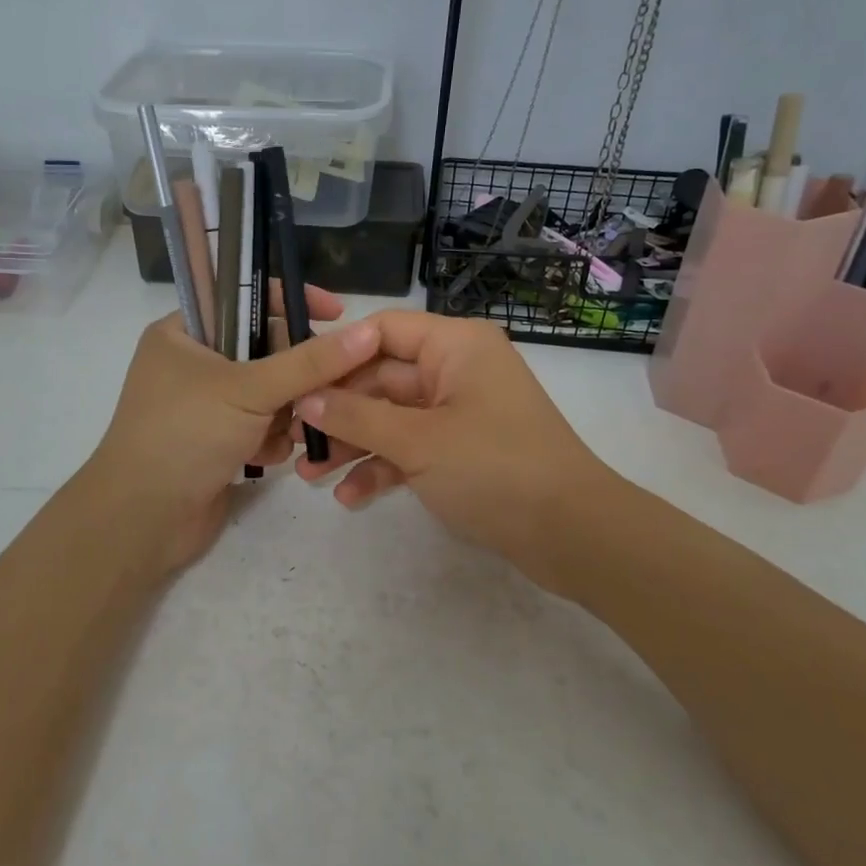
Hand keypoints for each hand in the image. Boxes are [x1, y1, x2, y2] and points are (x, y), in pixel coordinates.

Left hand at [82, 286, 378, 575]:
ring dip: (285, 414)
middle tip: (320, 392)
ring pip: (268, 393)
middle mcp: (193, 363)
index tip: (337, 314)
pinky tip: (266, 458)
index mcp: (183, 332)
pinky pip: (260, 426)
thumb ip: (310, 361)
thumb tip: (366, 331)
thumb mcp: (249, 389)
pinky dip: (270, 440)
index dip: (291, 301)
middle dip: (294, 376)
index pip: (245, 298)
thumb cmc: (186, 435)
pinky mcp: (216, 441)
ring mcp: (204, 405)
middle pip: (265, 350)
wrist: (142, 520)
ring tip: (290, 434)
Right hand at [294, 311, 621, 585]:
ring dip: (354, 444)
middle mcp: (456, 370)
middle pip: (382, 379)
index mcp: (454, 346)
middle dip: (339, 411)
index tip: (295, 383)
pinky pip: (412, 449)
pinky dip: (383, 468)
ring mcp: (459, 413)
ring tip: (309, 474)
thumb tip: (305, 399)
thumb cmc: (494, 468)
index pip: (382, 331)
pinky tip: (349, 497)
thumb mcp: (418, 441)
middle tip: (294, 438)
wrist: (572, 534)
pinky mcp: (462, 451)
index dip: (336, 355)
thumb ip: (357, 416)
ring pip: (392, 418)